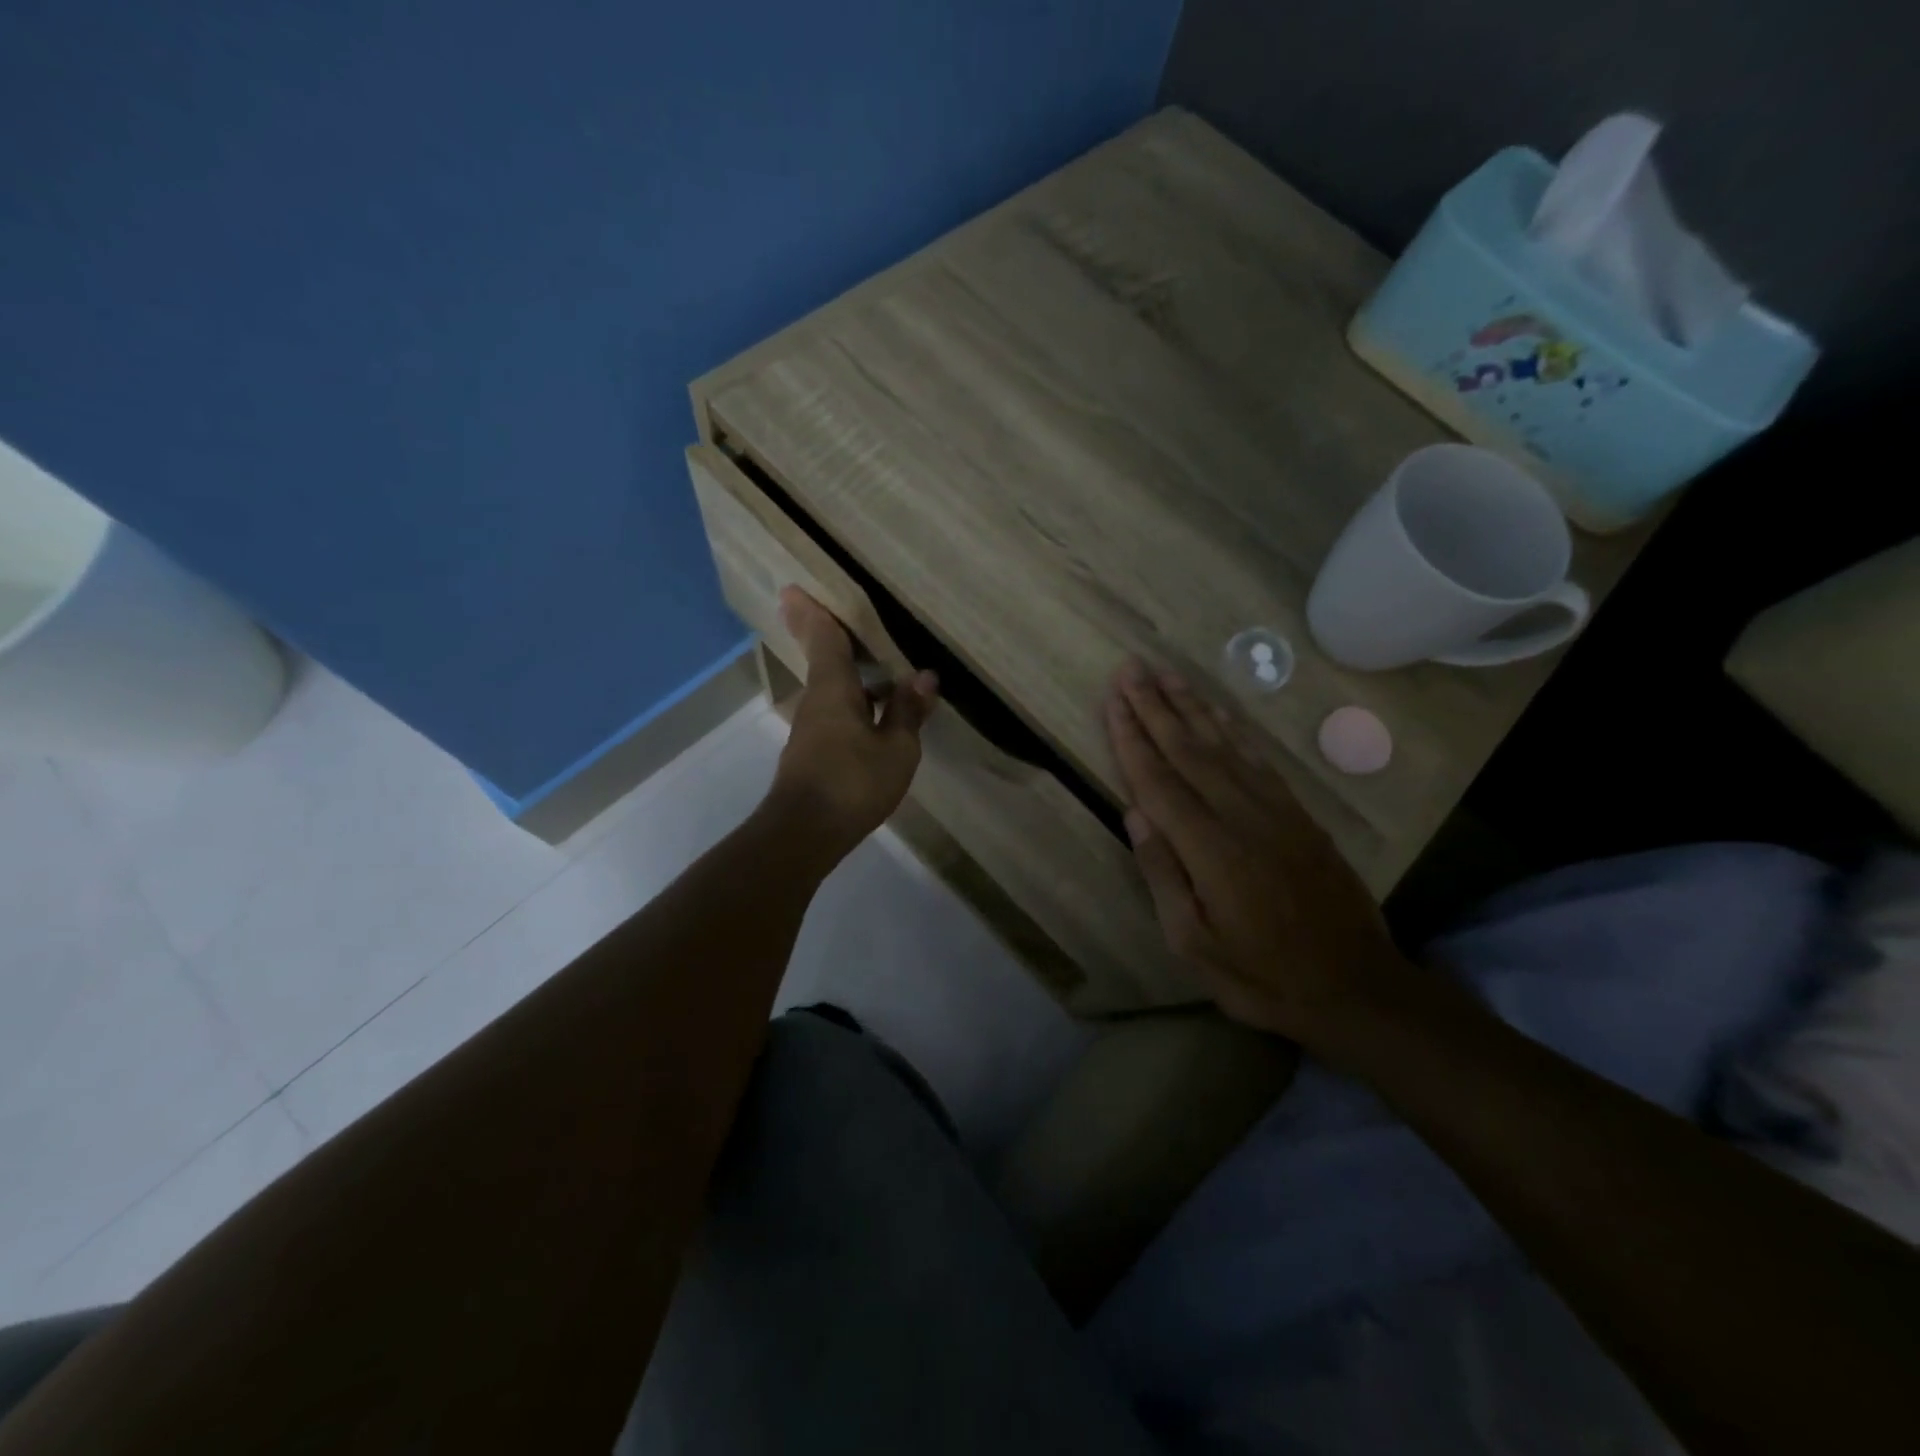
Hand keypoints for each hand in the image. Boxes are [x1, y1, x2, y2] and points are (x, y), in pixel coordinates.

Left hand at [765, 587, 938, 857]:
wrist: (804, 834)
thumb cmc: (852, 783)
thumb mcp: (896, 749)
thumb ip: (907, 712)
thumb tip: (923, 676)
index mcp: (834, 689)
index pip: (823, 639)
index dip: (813, 612)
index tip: (793, 589)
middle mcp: (816, 702)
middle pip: (825, 661)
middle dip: (830, 639)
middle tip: (845, 620)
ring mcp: (810, 730)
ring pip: (832, 690)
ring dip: (851, 677)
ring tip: (881, 672)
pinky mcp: (811, 754)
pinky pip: (835, 714)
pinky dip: (853, 704)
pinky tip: (876, 717)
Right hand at [1104, 661, 1408, 1046]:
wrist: (1356, 986)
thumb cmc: (1261, 975)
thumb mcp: (1194, 943)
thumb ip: (1163, 875)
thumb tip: (1134, 814)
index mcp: (1209, 848)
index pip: (1158, 780)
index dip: (1131, 737)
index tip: (1112, 699)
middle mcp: (1240, 815)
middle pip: (1188, 749)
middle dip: (1155, 706)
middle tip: (1131, 668)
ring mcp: (1274, 810)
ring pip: (1223, 745)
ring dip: (1191, 706)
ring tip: (1166, 674)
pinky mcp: (1298, 814)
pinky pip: (1257, 759)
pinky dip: (1233, 730)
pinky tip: (1218, 713)